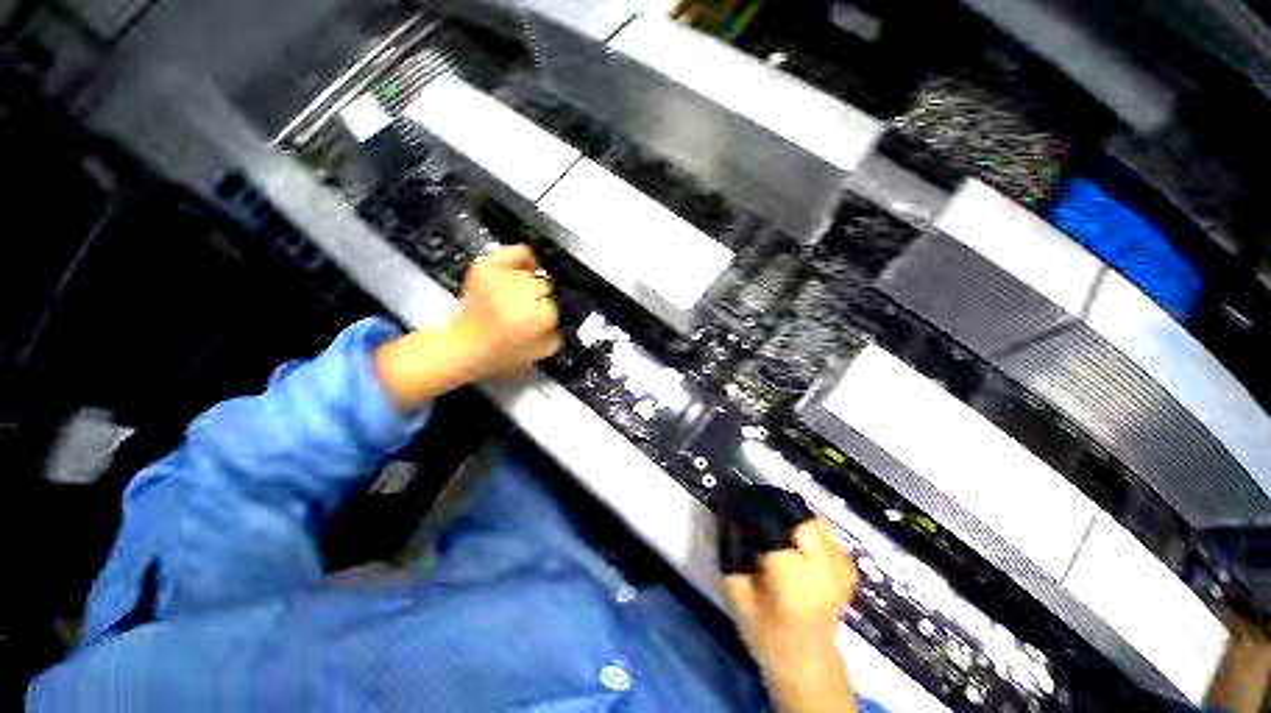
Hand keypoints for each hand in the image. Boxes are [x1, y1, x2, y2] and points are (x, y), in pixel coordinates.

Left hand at [448, 244, 561, 381]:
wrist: (461, 347)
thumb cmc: (504, 354)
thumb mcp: (543, 352)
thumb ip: (561, 332)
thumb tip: (570, 314)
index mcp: (536, 316)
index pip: (560, 303)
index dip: (555, 313)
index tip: (548, 321)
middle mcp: (520, 292)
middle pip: (548, 285)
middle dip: (544, 298)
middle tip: (534, 310)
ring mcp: (501, 275)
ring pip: (535, 272)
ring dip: (533, 284)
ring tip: (525, 295)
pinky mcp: (487, 265)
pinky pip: (519, 251)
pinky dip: (526, 259)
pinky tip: (525, 270)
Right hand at [725, 519, 859, 712]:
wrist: (808, 663)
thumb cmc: (767, 632)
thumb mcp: (737, 594)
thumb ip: (731, 552)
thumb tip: (728, 515)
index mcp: (793, 579)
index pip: (772, 525)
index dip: (751, 507)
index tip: (733, 498)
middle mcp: (824, 568)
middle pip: (798, 517)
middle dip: (773, 505)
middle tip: (752, 504)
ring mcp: (841, 565)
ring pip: (812, 518)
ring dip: (788, 512)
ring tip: (768, 516)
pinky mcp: (847, 564)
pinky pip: (824, 528)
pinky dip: (804, 523)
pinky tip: (790, 532)